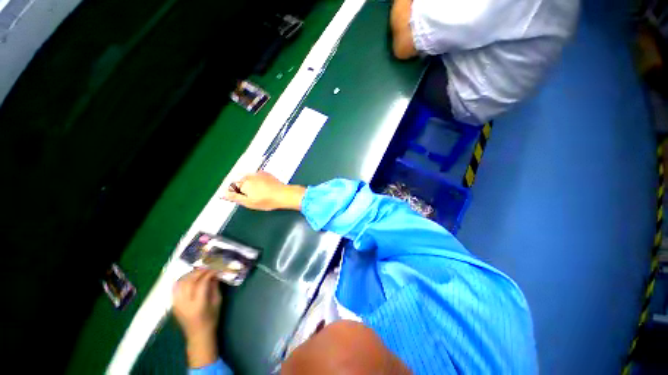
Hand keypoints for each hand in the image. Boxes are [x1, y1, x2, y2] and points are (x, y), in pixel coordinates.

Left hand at [173, 269, 221, 367]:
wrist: (198, 335)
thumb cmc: (212, 318)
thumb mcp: (217, 301)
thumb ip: (215, 287)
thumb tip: (215, 274)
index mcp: (198, 305)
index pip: (201, 284)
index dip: (209, 273)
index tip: (216, 269)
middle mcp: (185, 304)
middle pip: (189, 281)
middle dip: (199, 271)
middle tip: (208, 267)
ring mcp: (177, 304)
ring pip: (180, 283)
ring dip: (190, 274)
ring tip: (199, 270)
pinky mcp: (173, 304)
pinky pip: (176, 288)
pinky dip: (182, 280)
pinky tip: (189, 277)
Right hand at [223, 171, 305, 210]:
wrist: (283, 194)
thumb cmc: (266, 200)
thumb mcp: (248, 202)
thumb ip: (234, 197)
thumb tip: (222, 194)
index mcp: (243, 183)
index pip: (231, 187)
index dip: (234, 194)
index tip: (240, 199)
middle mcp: (249, 176)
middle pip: (239, 182)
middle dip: (241, 189)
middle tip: (251, 197)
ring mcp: (258, 173)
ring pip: (248, 179)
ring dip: (249, 185)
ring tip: (259, 193)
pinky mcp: (266, 173)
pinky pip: (257, 177)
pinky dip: (257, 181)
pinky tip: (263, 188)